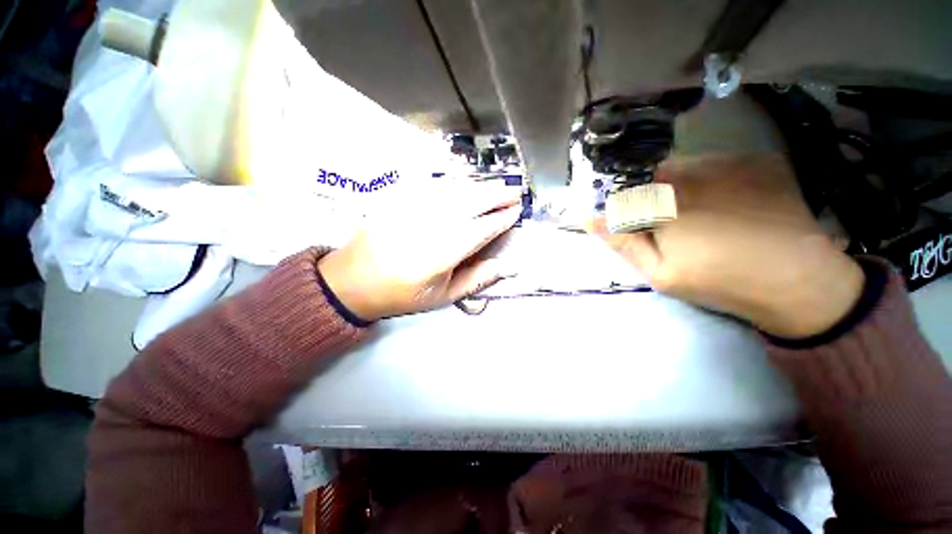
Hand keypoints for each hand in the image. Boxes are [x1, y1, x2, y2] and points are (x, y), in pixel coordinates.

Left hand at [318, 180, 521, 320]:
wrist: (354, 280)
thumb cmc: (403, 293)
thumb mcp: (443, 296)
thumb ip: (476, 279)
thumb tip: (506, 267)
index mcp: (442, 252)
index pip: (481, 229)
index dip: (501, 219)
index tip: (516, 212)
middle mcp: (430, 224)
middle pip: (470, 202)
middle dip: (496, 195)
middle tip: (514, 192)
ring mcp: (412, 208)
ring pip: (454, 191)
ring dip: (479, 187)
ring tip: (496, 187)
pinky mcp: (399, 200)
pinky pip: (432, 186)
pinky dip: (454, 183)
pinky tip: (465, 184)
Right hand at [588, 154, 864, 337]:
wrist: (800, 281)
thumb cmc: (720, 281)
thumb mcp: (658, 273)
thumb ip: (622, 242)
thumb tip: (590, 219)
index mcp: (664, 200)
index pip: (626, 190)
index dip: (628, 207)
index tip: (639, 225)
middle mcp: (694, 171)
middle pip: (656, 174)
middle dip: (655, 197)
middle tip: (674, 226)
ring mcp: (731, 161)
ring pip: (688, 166)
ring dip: (684, 186)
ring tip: (704, 216)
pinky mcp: (759, 160)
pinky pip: (720, 163)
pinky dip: (715, 180)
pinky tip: (731, 204)